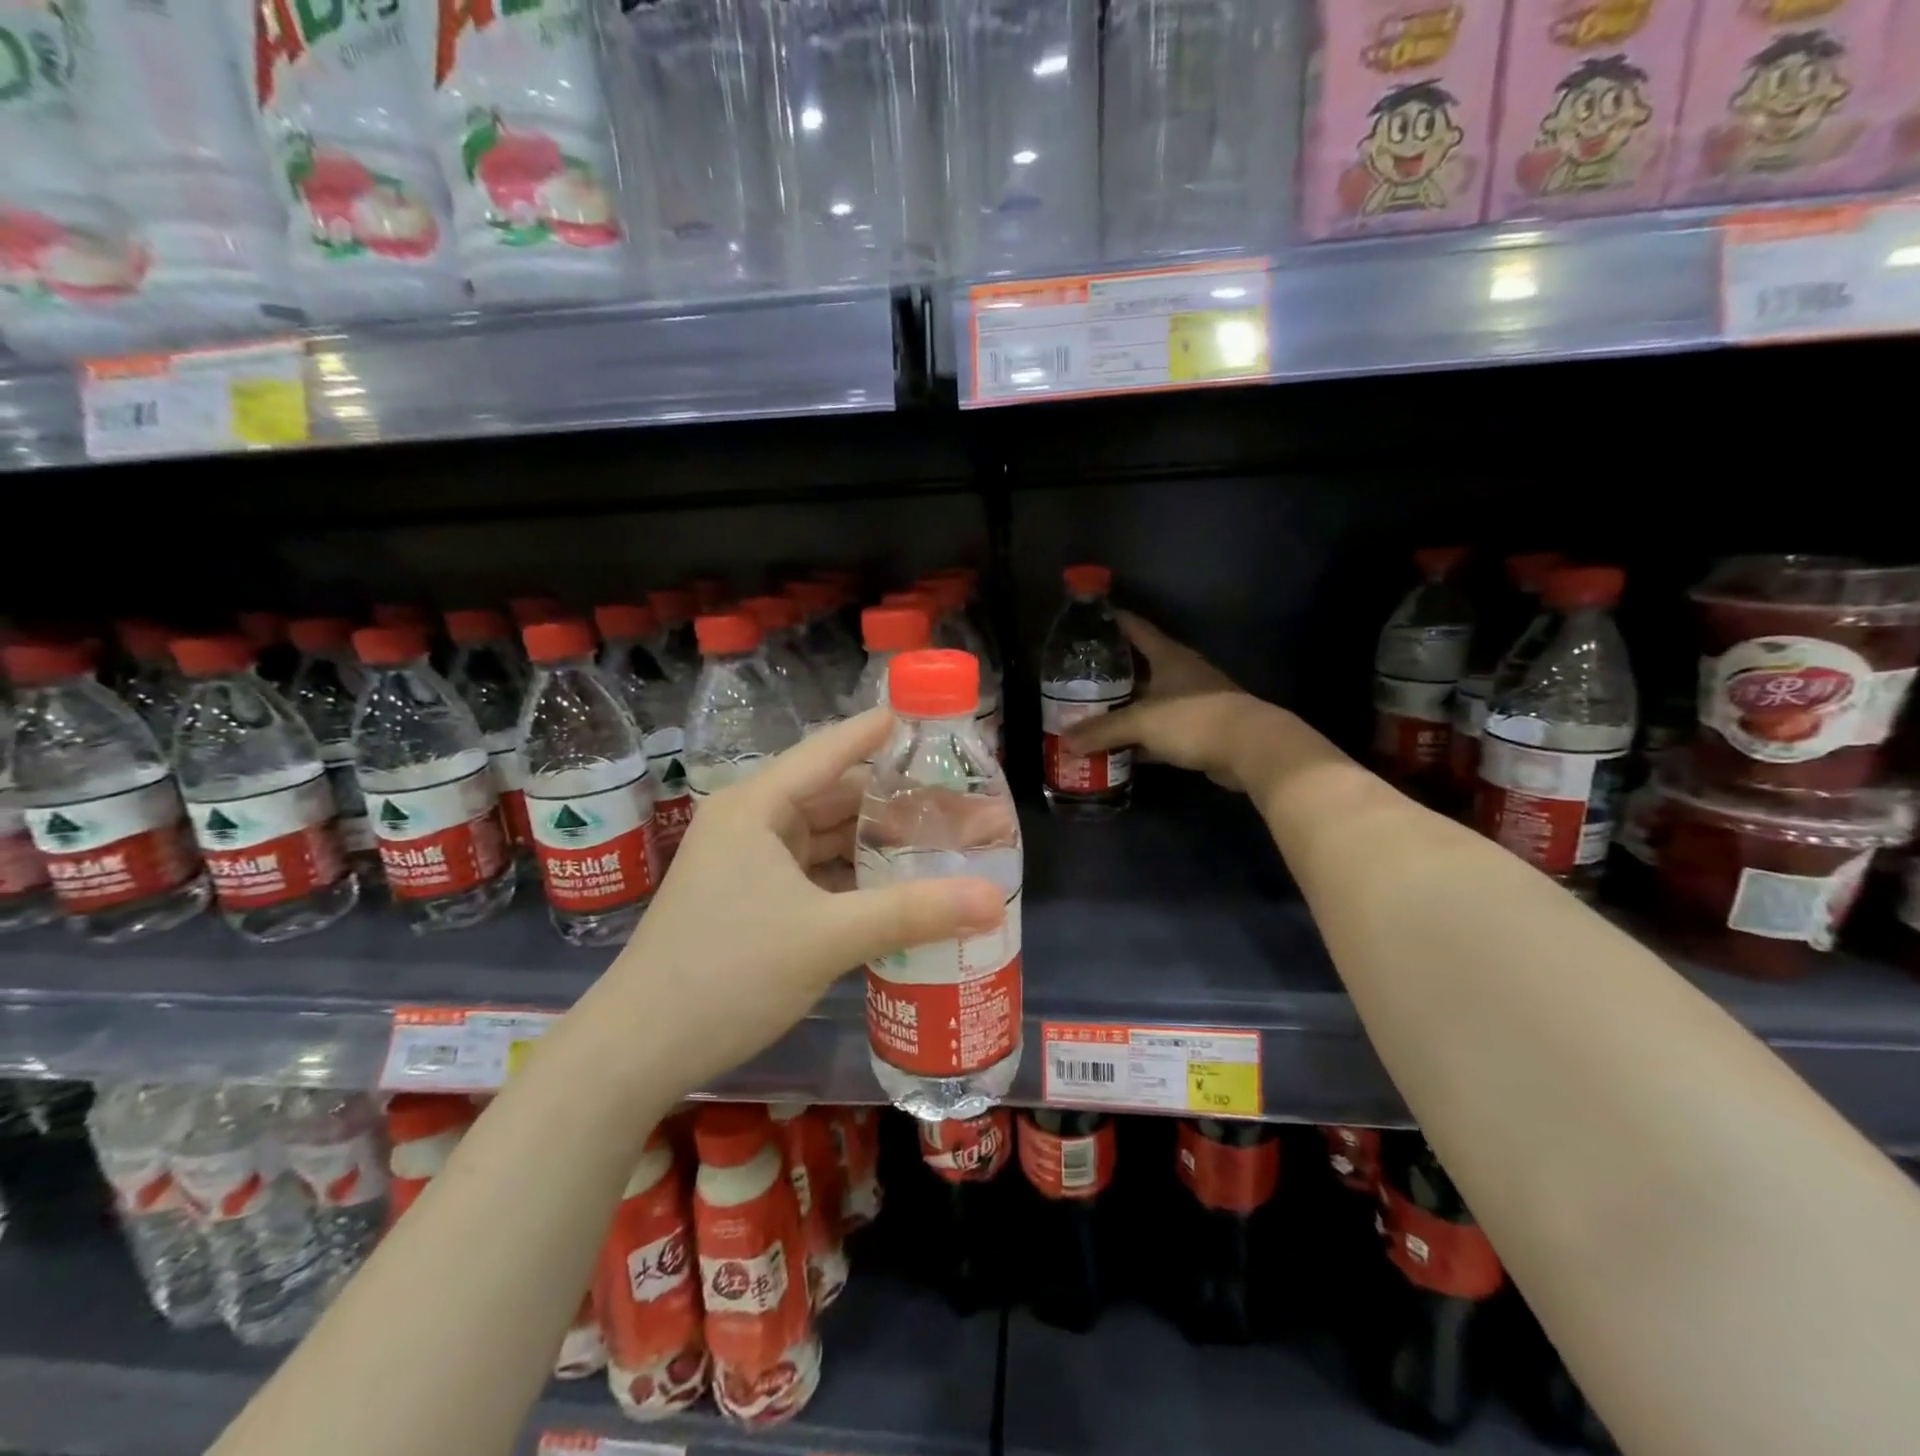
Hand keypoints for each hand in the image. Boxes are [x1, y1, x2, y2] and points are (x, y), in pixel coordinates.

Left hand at [600, 710, 1005, 1092]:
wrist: (638, 1051)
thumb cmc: (727, 973)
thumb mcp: (826, 938)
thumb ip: (912, 913)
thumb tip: (995, 899)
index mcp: (757, 807)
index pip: (828, 752)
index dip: (876, 734)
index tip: (923, 720)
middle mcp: (751, 823)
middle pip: (833, 796)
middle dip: (892, 802)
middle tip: (954, 805)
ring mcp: (747, 864)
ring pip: (824, 838)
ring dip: (874, 842)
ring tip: (936, 842)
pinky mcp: (750, 901)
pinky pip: (813, 873)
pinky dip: (852, 877)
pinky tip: (894, 887)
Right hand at [1065, 612, 1287, 794]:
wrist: (1250, 748)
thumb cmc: (1193, 719)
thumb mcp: (1141, 722)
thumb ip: (1102, 730)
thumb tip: (1065, 741)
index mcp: (1168, 656)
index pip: (1135, 628)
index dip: (1111, 621)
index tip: (1085, 620)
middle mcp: (1179, 673)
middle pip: (1138, 666)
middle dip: (1108, 673)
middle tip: (1075, 679)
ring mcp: (1190, 702)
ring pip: (1147, 701)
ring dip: (1123, 709)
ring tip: (1088, 713)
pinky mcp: (1196, 730)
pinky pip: (1158, 730)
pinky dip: (1139, 738)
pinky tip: (1116, 748)